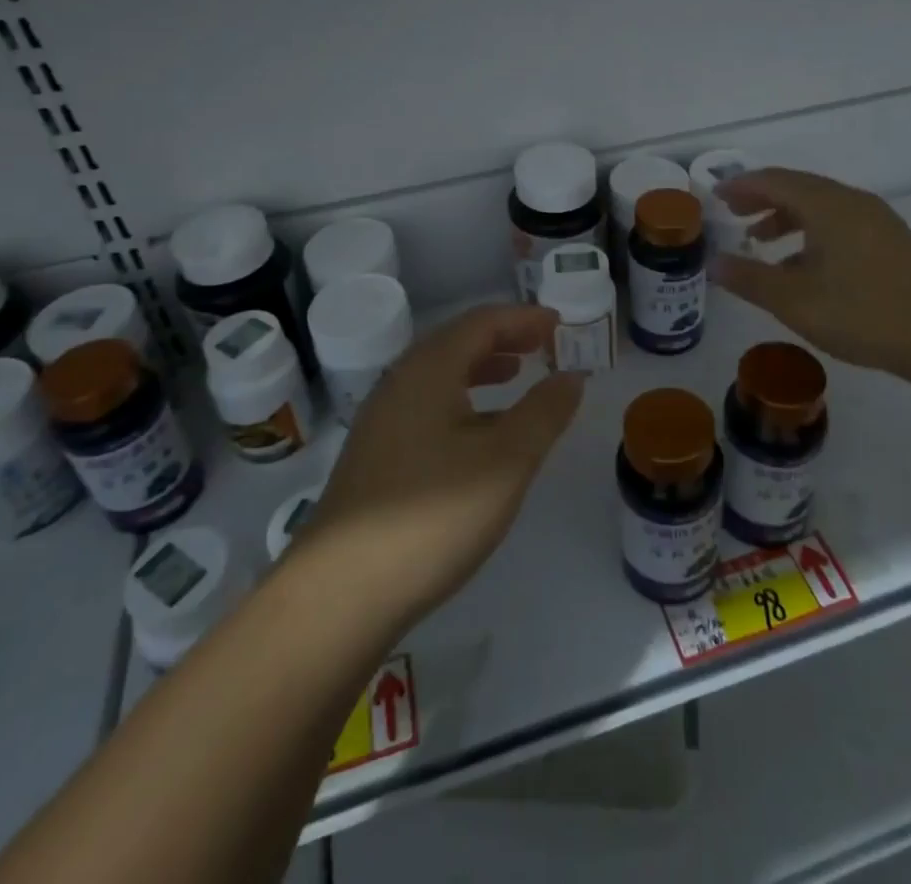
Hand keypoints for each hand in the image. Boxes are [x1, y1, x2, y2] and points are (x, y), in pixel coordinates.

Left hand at [299, 305, 582, 633]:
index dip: (524, 318)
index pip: (482, 321)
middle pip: (457, 342)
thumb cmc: (433, 515)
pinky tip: (479, 434)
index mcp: (429, 370)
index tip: (560, 323)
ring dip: (482, 368)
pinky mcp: (375, 455)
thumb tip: (570, 376)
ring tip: (517, 376)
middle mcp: (400, 383)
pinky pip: (427, 405)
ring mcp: (382, 420)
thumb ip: (544, 412)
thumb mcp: (506, 461)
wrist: (340, 593)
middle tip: (544, 345)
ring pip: (440, 376)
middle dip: (504, 338)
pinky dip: (463, 401)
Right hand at [712, 168, 910, 394]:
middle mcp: (851, 202)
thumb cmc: (863, 313)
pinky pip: (839, 223)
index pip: (774, 181)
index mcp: (826, 205)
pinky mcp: (891, 242)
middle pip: (798, 188)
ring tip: (761, 241)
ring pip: (820, 207)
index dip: (741, 186)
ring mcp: (876, 220)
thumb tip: (713, 263)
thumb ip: (749, 279)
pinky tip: (803, 267)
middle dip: (762, 199)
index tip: (715, 195)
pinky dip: (811, 234)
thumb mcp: (795, 300)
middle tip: (733, 214)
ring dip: (787, 218)